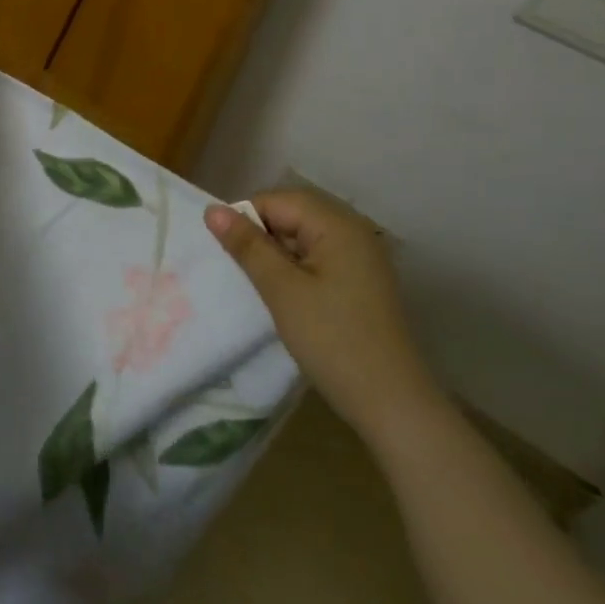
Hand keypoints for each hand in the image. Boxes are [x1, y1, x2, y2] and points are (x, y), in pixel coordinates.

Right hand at [204, 189, 442, 434]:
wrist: (392, 404)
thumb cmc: (332, 340)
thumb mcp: (281, 290)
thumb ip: (248, 246)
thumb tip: (212, 210)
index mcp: (338, 224)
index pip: (278, 200)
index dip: (246, 219)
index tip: (226, 252)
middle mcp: (353, 230)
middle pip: (293, 213)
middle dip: (261, 234)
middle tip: (239, 268)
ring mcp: (361, 256)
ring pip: (304, 236)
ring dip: (277, 253)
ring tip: (258, 283)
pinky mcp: (361, 280)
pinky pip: (319, 256)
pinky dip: (296, 267)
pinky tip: (285, 294)